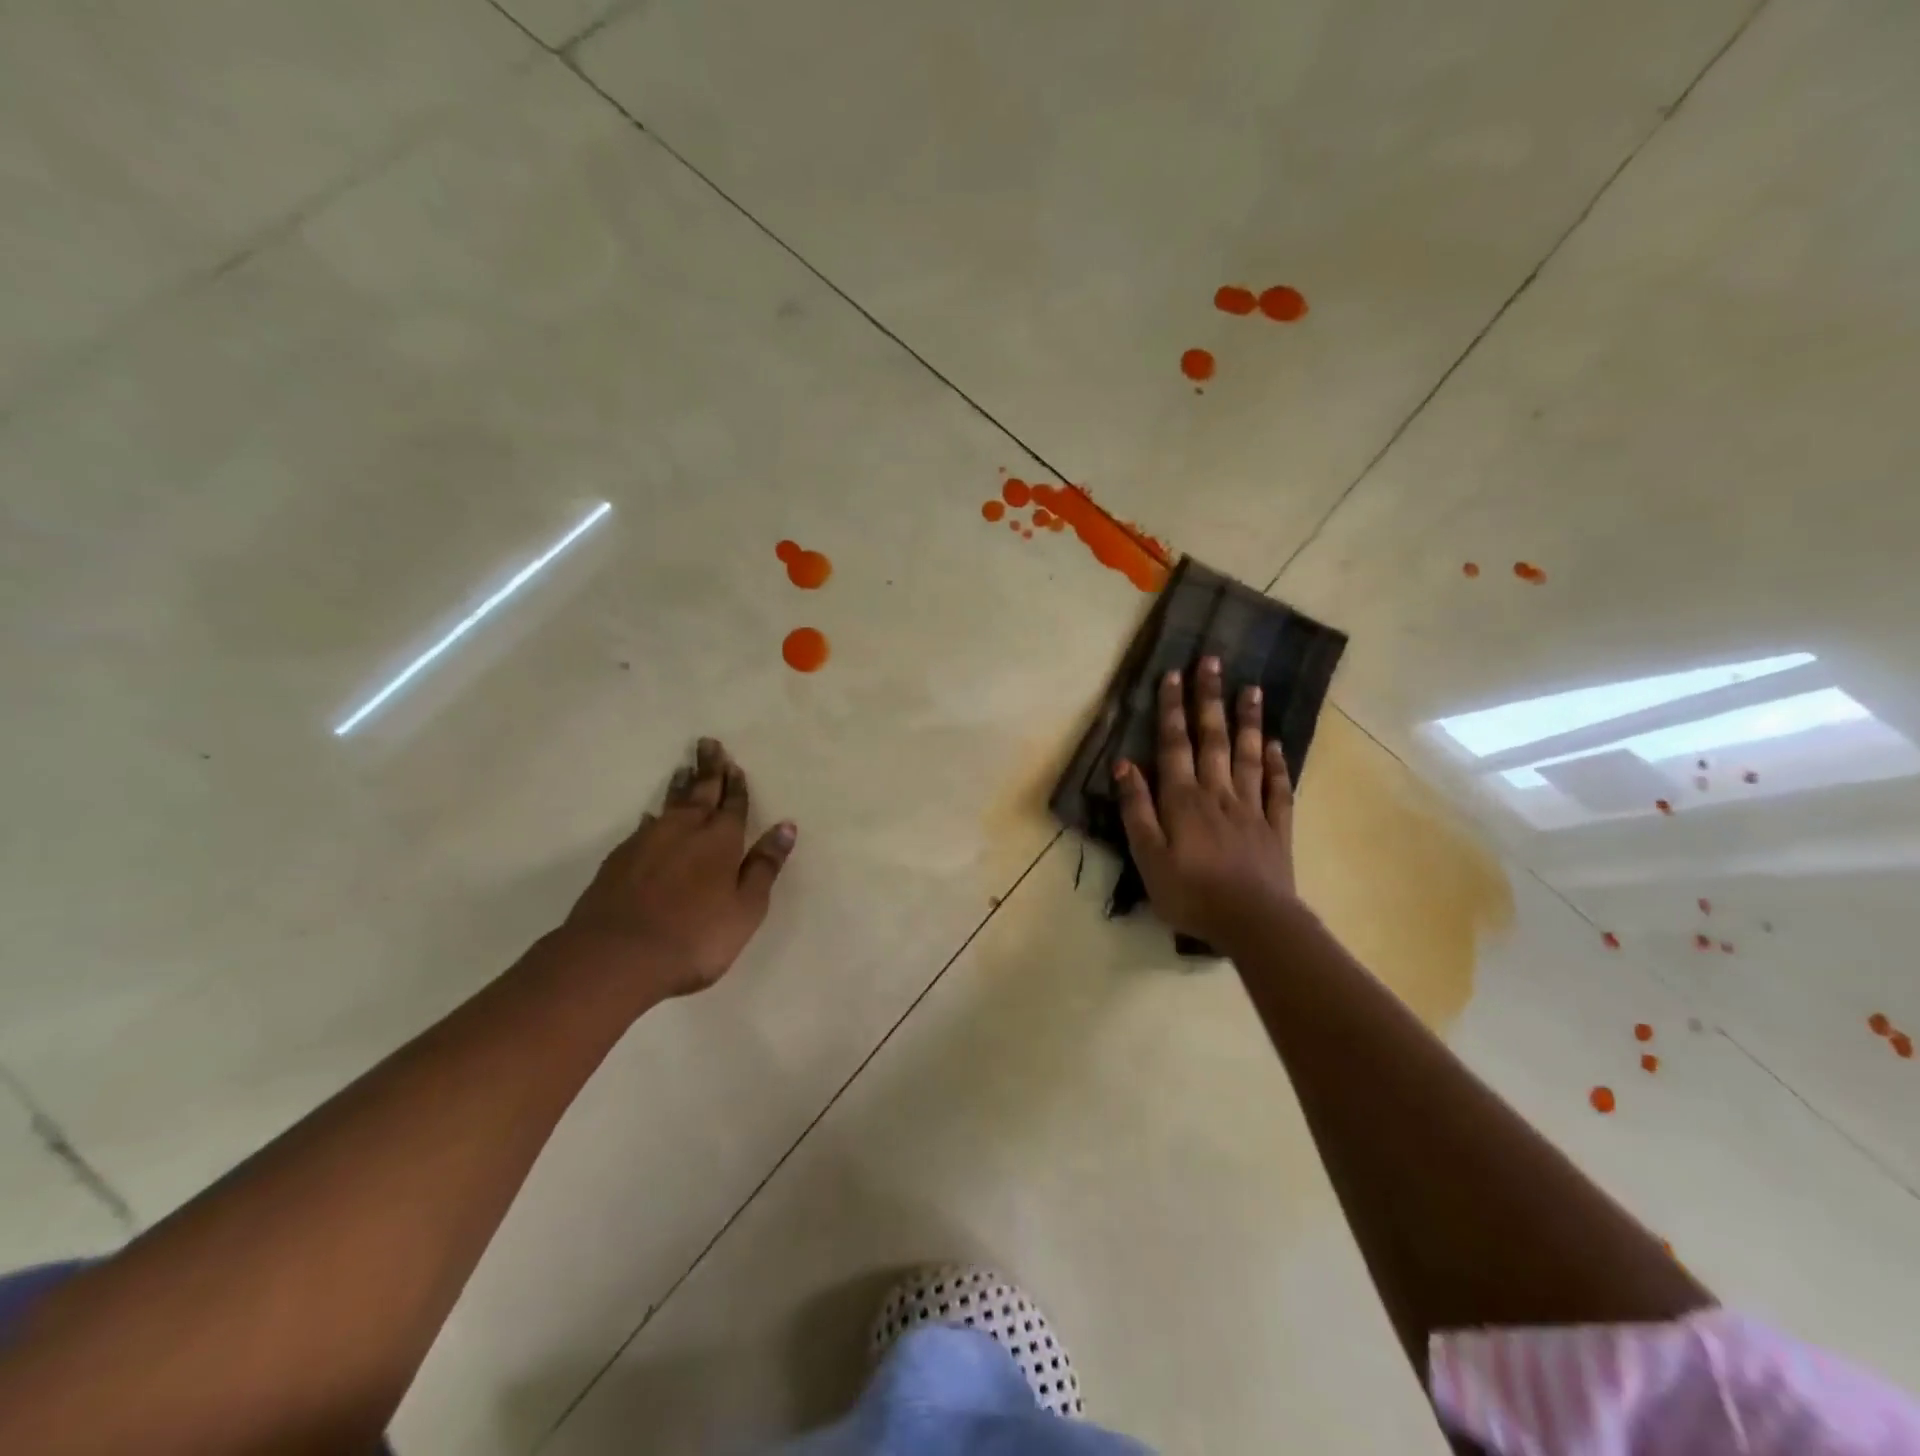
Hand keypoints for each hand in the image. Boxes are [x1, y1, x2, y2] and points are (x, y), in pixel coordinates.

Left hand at [563, 738, 796, 997]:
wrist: (616, 957)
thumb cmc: (695, 937)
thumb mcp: (746, 908)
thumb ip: (765, 866)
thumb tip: (786, 826)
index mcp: (721, 841)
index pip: (733, 805)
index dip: (736, 786)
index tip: (735, 765)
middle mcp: (685, 831)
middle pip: (700, 792)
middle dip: (708, 769)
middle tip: (708, 744)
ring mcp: (648, 842)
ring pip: (670, 804)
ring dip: (680, 785)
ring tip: (684, 769)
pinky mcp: (620, 859)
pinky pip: (644, 826)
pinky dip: (654, 816)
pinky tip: (651, 816)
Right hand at [1113, 657, 1296, 944]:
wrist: (1253, 923)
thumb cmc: (1191, 893)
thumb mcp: (1148, 856)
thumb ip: (1136, 809)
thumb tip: (1124, 764)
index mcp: (1183, 800)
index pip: (1175, 745)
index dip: (1172, 709)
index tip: (1173, 674)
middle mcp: (1217, 793)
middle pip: (1213, 739)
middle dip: (1209, 699)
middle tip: (1213, 661)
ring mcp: (1251, 808)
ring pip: (1247, 755)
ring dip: (1247, 721)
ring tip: (1250, 688)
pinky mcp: (1276, 827)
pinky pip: (1277, 788)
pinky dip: (1276, 764)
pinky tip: (1275, 745)